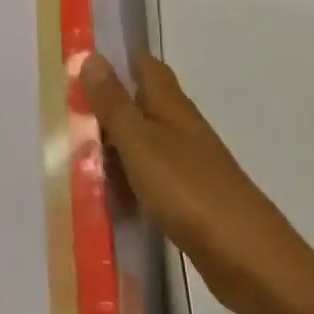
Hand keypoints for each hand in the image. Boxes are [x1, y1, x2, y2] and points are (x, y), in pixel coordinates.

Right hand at [80, 51, 313, 313]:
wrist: (248, 258)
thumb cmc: (189, 189)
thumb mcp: (140, 142)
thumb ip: (114, 103)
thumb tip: (91, 56)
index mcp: (172, 106)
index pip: (146, 67)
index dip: (120, 58)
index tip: (84, 58)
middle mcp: (182, 128)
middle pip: (143, 104)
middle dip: (109, 103)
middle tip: (64, 109)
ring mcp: (189, 165)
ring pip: (144, 143)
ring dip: (115, 144)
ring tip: (74, 152)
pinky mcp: (190, 200)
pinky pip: (150, 178)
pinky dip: (128, 179)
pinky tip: (108, 194)